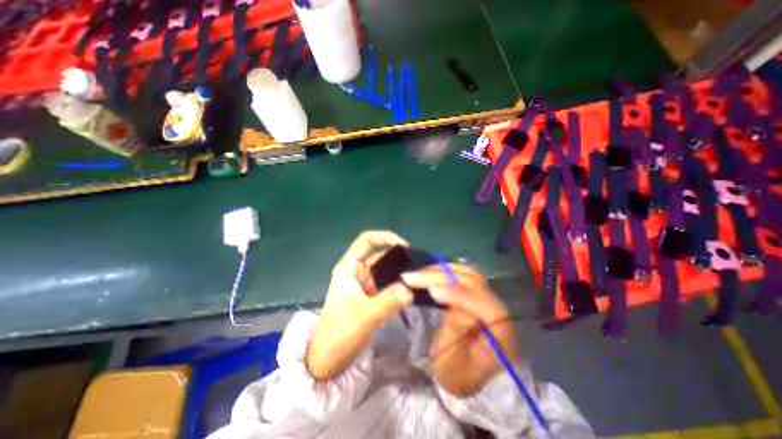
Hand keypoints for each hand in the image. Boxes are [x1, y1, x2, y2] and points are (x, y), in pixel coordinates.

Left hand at [305, 233, 414, 380]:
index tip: (404, 245)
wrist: (329, 358)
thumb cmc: (340, 332)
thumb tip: (411, 288)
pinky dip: (399, 283)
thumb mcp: (365, 314)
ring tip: (419, 274)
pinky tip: (412, 287)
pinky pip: (388, 283)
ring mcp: (365, 283)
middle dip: (398, 256)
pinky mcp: (371, 294)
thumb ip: (389, 299)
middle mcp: (357, 271)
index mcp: (349, 267)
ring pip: (385, 269)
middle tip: (419, 264)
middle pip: (379, 254)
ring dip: (400, 270)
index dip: (384, 237)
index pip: (365, 241)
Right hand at [403, 264, 517, 396]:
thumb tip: (446, 294)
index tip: (432, 289)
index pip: (484, 306)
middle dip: (444, 277)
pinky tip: (433, 270)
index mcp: (503, 335)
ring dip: (444, 270)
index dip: (459, 294)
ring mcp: (489, 299)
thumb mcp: (454, 361)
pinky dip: (448, 271)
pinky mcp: (478, 294)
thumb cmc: (459, 374)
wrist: (465, 376)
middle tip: (416, 276)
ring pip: (470, 275)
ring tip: (421, 271)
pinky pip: (465, 276)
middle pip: (475, 283)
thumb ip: (454, 327)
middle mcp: (500, 311)